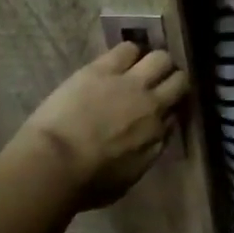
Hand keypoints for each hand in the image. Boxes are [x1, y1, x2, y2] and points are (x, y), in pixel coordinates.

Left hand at [17, 43, 190, 209]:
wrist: (54, 163)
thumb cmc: (87, 183)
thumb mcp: (130, 177)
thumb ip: (148, 153)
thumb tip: (156, 137)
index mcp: (158, 135)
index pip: (177, 113)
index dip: (170, 109)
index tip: (162, 111)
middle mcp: (153, 105)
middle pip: (179, 80)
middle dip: (172, 80)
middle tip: (159, 83)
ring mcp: (130, 83)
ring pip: (160, 58)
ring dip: (154, 62)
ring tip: (142, 67)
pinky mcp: (104, 69)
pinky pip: (127, 49)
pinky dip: (129, 52)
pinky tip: (121, 59)